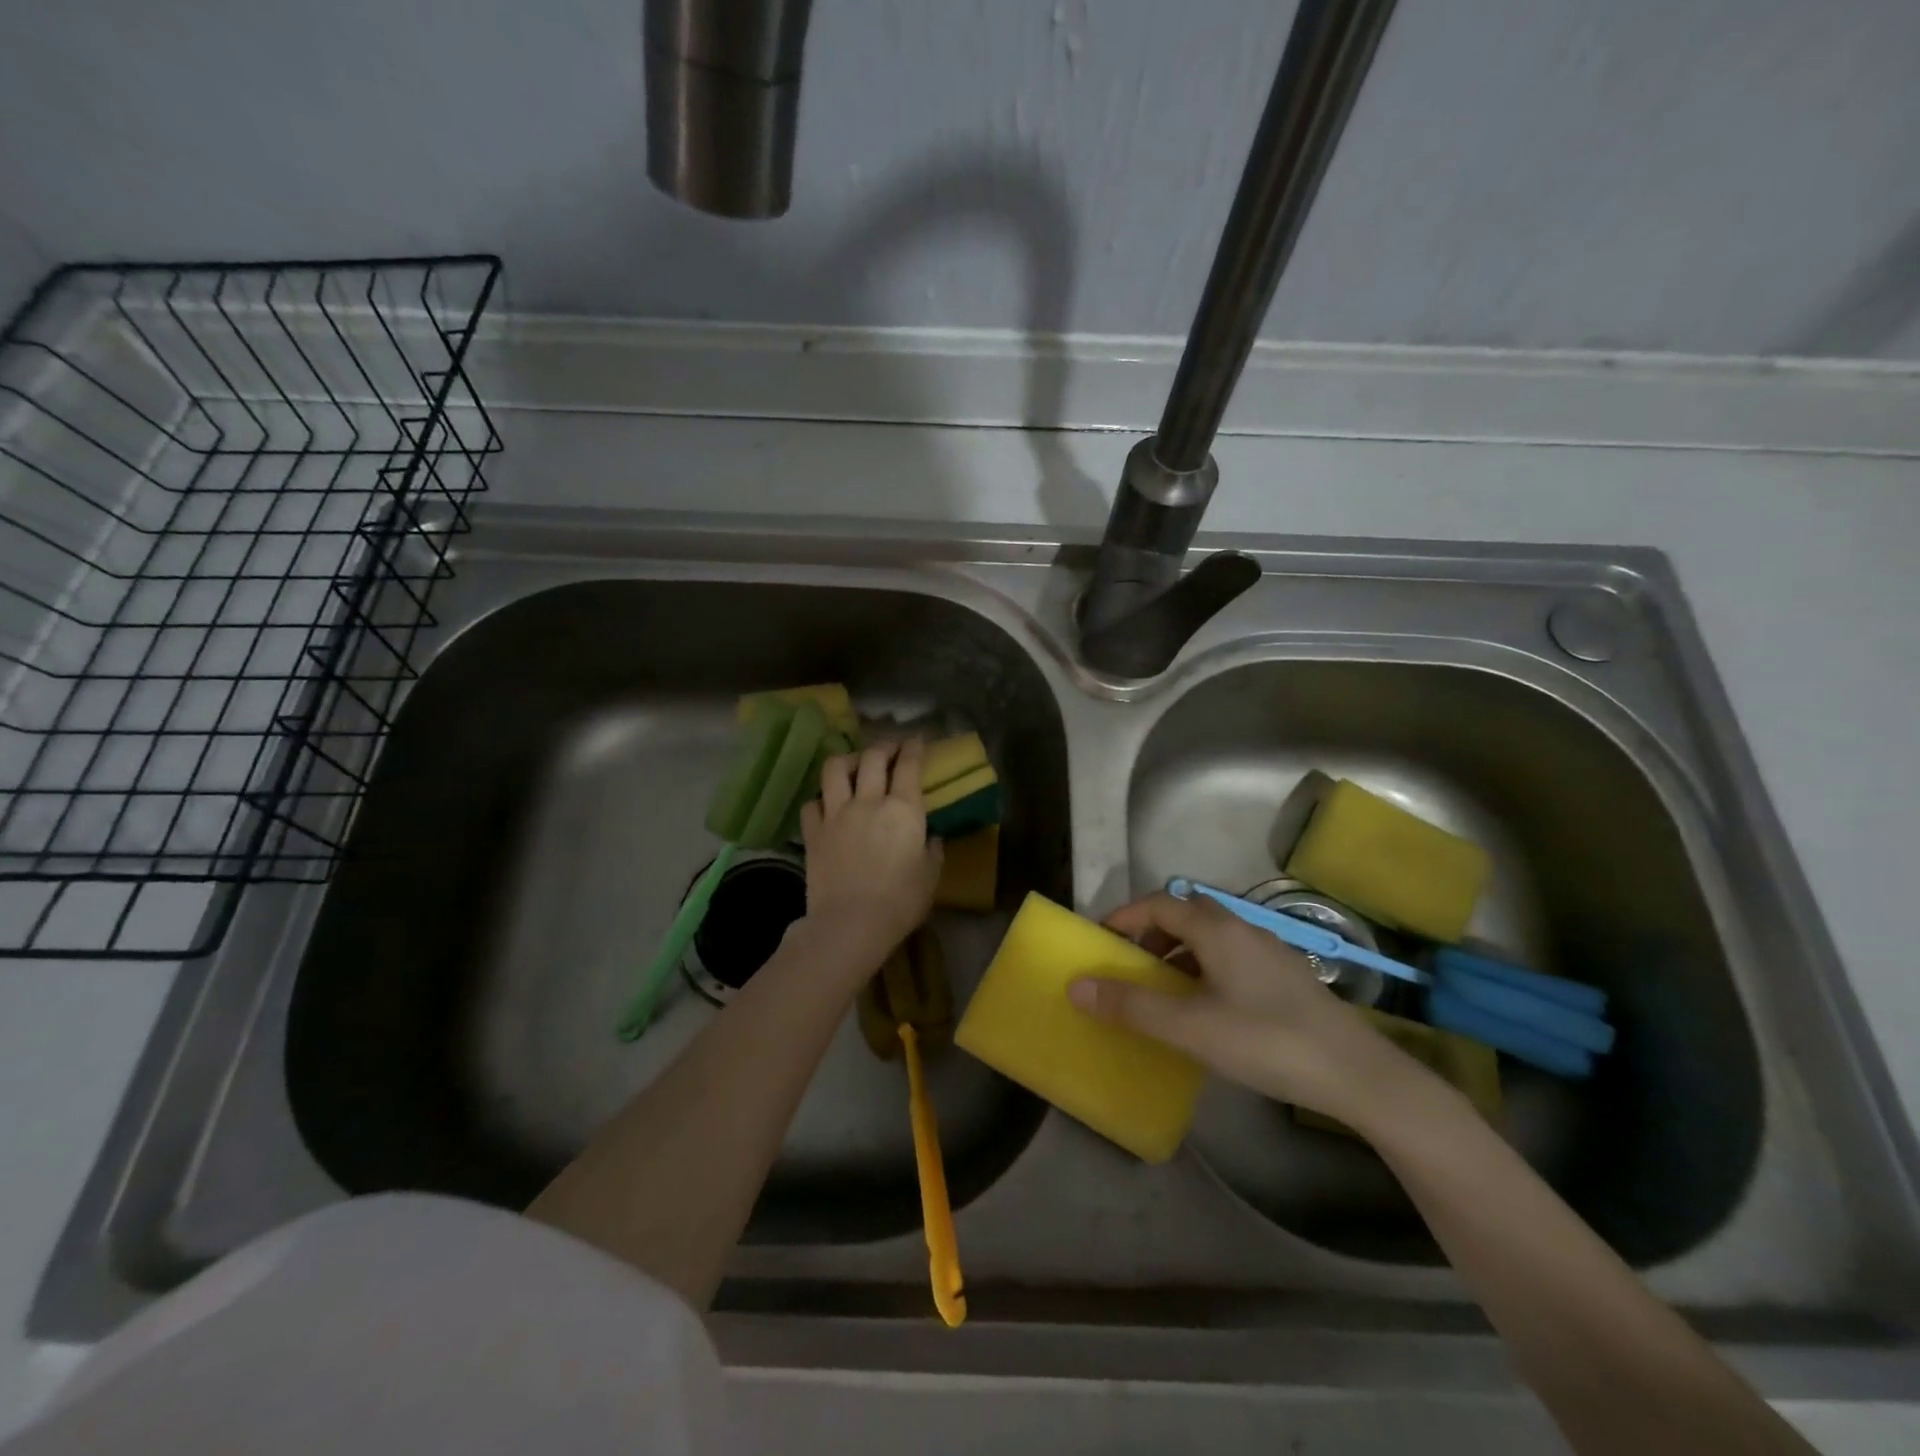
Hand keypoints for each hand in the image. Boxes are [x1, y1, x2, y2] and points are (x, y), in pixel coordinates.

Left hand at [798, 739, 943, 979]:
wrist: (850, 924)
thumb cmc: (900, 902)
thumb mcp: (930, 876)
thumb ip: (932, 849)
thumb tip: (930, 836)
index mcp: (903, 809)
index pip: (909, 764)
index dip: (914, 747)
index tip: (917, 739)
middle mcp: (868, 801)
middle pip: (873, 756)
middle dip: (884, 746)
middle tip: (891, 749)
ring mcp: (837, 814)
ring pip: (835, 768)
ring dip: (847, 760)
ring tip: (854, 766)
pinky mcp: (813, 831)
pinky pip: (812, 802)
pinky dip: (821, 799)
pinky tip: (828, 805)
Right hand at [1067, 892, 1432, 1128]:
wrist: (1359, 1075)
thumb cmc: (1267, 1041)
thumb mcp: (1191, 1028)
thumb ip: (1132, 1006)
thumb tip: (1076, 987)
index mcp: (1217, 929)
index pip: (1159, 903)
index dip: (1124, 916)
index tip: (1099, 940)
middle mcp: (1243, 928)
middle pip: (1185, 913)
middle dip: (1151, 933)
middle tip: (1130, 966)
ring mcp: (1269, 951)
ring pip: (1211, 936)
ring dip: (1178, 952)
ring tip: (1163, 991)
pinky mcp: (1286, 976)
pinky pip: (1231, 956)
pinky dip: (1204, 968)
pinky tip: (1207, 1008)